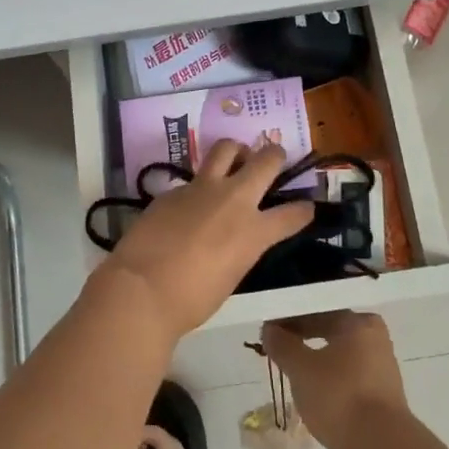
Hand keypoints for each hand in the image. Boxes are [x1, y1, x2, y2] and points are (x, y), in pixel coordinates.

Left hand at [106, 140, 313, 340]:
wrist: (142, 288)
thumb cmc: (191, 300)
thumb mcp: (231, 275)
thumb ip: (240, 248)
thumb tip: (235, 238)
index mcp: (254, 231)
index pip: (292, 214)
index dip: (303, 210)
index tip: (306, 208)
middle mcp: (234, 200)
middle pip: (265, 161)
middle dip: (275, 155)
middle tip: (275, 157)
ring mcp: (201, 189)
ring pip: (226, 148)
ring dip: (236, 150)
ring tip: (236, 156)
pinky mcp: (173, 189)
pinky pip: (193, 178)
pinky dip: (200, 185)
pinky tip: (191, 201)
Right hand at [261, 311, 406, 448]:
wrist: (380, 448)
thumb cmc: (339, 396)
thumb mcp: (300, 369)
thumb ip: (282, 345)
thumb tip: (270, 329)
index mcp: (358, 322)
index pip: (317, 310)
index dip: (289, 319)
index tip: (268, 331)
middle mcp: (375, 338)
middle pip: (330, 330)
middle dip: (302, 338)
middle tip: (277, 349)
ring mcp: (382, 367)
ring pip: (339, 355)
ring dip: (315, 359)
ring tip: (291, 371)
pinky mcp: (382, 395)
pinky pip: (348, 376)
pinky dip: (329, 379)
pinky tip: (313, 392)